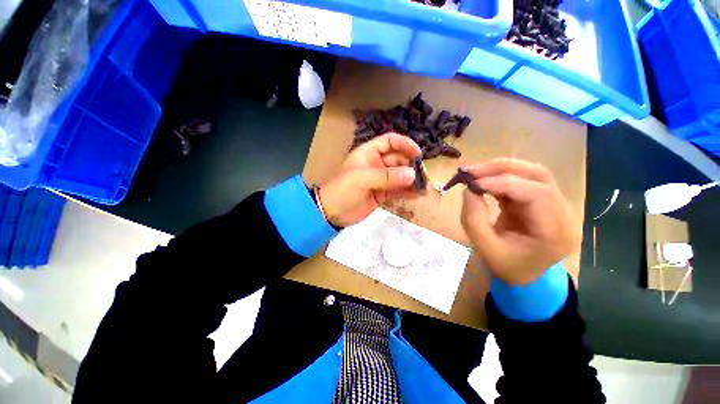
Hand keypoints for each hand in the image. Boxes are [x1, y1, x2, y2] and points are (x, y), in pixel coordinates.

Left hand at [319, 133, 421, 226]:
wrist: (331, 213)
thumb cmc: (342, 191)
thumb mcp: (362, 180)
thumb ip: (386, 177)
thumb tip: (412, 174)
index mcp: (368, 153)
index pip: (389, 142)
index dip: (404, 144)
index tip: (418, 154)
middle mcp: (376, 164)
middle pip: (398, 159)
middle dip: (411, 166)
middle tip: (422, 176)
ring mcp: (380, 180)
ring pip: (400, 176)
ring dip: (411, 180)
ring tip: (423, 188)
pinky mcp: (382, 194)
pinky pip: (398, 190)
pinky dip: (407, 192)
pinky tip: (417, 195)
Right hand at [460, 158, 579, 284]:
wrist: (524, 274)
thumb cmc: (508, 267)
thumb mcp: (486, 249)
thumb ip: (474, 220)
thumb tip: (468, 190)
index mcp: (556, 231)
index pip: (537, 193)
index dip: (503, 183)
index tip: (472, 184)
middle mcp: (562, 212)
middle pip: (538, 175)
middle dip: (501, 169)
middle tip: (471, 172)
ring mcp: (553, 203)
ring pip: (530, 173)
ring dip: (499, 169)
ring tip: (474, 174)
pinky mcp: (539, 200)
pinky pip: (521, 180)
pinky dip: (499, 177)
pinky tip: (482, 181)